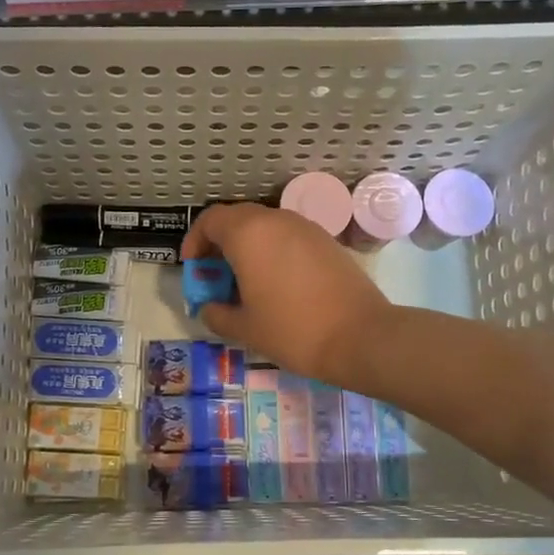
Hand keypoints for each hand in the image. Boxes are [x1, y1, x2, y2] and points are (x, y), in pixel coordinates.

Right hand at [181, 203, 391, 385]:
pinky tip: (276, 283)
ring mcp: (305, 228)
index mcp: (249, 234)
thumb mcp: (244, 328)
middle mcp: (276, 220)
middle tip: (215, 274)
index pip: (211, 219)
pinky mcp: (326, 241)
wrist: (360, 336)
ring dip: (248, 246)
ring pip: (265, 226)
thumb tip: (209, 308)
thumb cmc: (293, 330)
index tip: (193, 266)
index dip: (195, 240)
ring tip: (245, 281)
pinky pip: (288, 237)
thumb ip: (217, 314)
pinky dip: (273, 251)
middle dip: (220, 243)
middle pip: (237, 218)